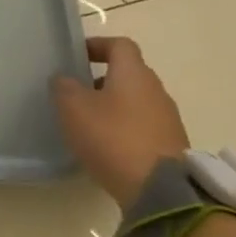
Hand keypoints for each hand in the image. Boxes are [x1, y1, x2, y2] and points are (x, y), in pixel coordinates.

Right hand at [51, 36, 188, 211]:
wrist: (161, 192)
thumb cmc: (113, 138)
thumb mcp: (73, 108)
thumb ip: (64, 87)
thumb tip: (64, 79)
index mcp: (134, 72)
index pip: (119, 44)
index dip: (97, 46)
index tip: (77, 57)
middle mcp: (156, 90)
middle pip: (129, 74)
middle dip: (102, 80)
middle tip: (77, 93)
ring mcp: (168, 120)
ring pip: (136, 102)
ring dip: (114, 107)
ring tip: (89, 124)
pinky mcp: (172, 147)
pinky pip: (144, 128)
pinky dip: (126, 130)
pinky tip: (108, 148)